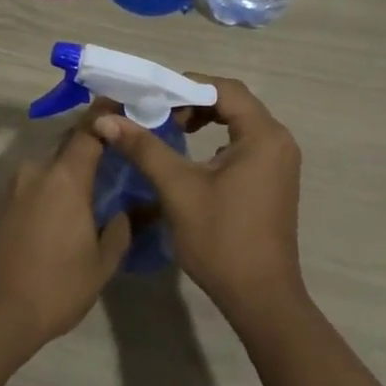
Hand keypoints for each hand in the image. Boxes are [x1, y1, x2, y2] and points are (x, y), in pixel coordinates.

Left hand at [0, 109, 131, 364]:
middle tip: (115, 155)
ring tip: (91, 187)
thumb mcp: (101, 264)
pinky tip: (62, 212)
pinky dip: (51, 187)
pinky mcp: (0, 204)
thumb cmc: (54, 287)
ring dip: (69, 169)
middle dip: (91, 144)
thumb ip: (119, 230)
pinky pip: (34, 183)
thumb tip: (124, 211)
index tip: (125, 106)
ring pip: (50, 165)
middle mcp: (37, 170)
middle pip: (68, 144)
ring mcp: (14, 186)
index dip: (108, 116)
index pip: (90, 130)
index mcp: (65, 177)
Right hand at [93, 77, 304, 322]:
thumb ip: (144, 147)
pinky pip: (245, 143)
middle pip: (233, 102)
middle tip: (159, 112)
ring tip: (172, 129)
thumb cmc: (221, 239)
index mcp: (263, 135)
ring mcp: (280, 162)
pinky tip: (193, 156)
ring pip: (239, 122)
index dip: (186, 86)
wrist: (261, 299)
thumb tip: (106, 119)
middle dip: (193, 102)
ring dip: (205, 119)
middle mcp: (278, 141)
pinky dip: (218, 139)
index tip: (153, 96)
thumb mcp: (178, 188)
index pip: (224, 89)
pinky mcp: (274, 179)